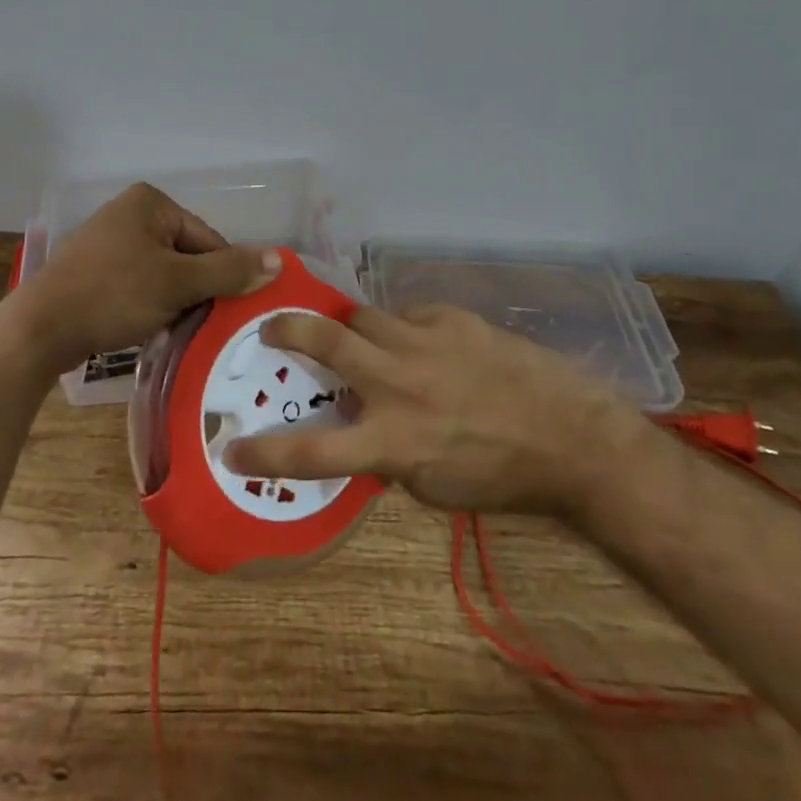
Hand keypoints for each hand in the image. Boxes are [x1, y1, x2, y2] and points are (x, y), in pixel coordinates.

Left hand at [14, 182, 281, 374]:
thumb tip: (279, 260)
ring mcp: (107, 240)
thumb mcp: (178, 283)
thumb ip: (229, 271)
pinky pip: (136, 283)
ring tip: (169, 330)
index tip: (220, 311)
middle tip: (194, 324)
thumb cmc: (113, 295)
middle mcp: (129, 212)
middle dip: (193, 291)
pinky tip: (144, 328)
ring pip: (162, 273)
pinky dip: (146, 305)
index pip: (208, 239)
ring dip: (172, 301)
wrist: (39, 329)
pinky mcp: (92, 269)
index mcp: (151, 203)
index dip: (220, 277)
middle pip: (186, 255)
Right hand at [223, 303, 649, 516]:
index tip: (231, 445)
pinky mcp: (449, 318)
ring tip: (360, 338)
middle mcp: (397, 384)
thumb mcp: (431, 485)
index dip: (265, 451)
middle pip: (325, 340)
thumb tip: (357, 426)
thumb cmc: (498, 476)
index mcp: (392, 441)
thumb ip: (385, 453)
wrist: (568, 436)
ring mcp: (423, 342)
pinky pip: (407, 315)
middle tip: (271, 328)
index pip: (312, 451)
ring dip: (352, 327)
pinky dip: (403, 330)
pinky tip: (423, 345)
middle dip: (288, 329)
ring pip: (363, 315)